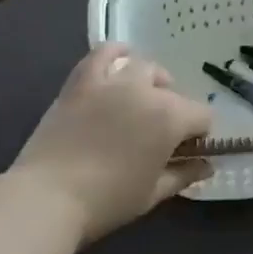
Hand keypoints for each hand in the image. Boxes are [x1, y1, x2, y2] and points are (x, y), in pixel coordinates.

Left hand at [7, 44, 213, 242]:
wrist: (46, 198)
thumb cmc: (107, 201)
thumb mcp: (153, 194)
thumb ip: (184, 175)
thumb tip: (206, 165)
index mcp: (171, 117)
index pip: (202, 116)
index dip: (199, 134)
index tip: (186, 152)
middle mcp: (147, 91)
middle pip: (173, 92)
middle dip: (174, 111)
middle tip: (158, 136)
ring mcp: (112, 82)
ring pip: (144, 68)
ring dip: (151, 82)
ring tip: (142, 99)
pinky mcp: (82, 81)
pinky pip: (104, 53)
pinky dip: (116, 53)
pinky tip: (120, 61)